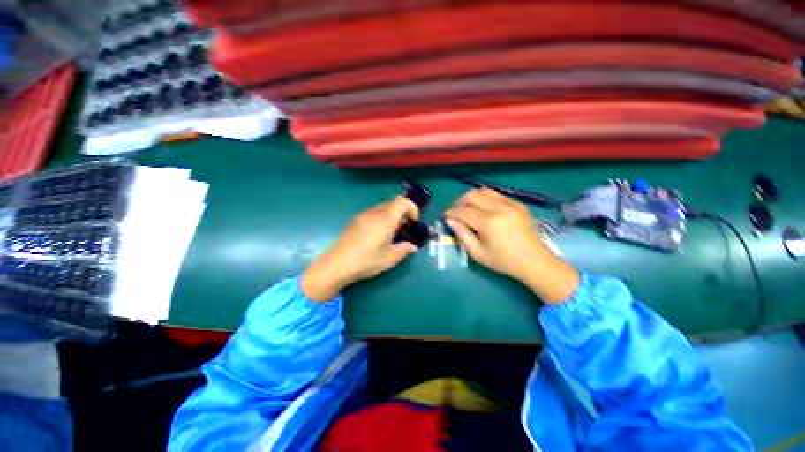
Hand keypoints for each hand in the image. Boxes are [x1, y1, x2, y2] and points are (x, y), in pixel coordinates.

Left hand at [302, 196, 419, 301]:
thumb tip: (413, 247)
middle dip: (403, 212)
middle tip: (405, 228)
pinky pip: (373, 213)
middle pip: (393, 203)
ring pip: (383, 208)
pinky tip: (378, 235)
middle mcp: (374, 212)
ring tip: (393, 232)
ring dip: (392, 215)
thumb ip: (404, 249)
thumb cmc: (367, 260)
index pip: (402, 201)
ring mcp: (363, 215)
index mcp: (385, 218)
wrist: (336, 264)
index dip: (412, 208)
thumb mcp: (390, 258)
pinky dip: (381, 218)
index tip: (414, 222)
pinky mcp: (355, 220)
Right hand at [445, 188, 578, 303]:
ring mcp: (511, 203)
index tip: (445, 216)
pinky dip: (484, 198)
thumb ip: (462, 234)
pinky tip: (481, 209)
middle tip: (455, 211)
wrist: (534, 261)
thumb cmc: (504, 261)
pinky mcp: (517, 203)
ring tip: (466, 208)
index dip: (451, 212)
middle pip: (473, 195)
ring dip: (471, 197)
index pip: (463, 211)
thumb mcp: (478, 253)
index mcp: (489, 223)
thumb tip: (450, 220)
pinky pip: (495, 195)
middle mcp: (500, 208)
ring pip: (484, 191)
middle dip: (459, 201)